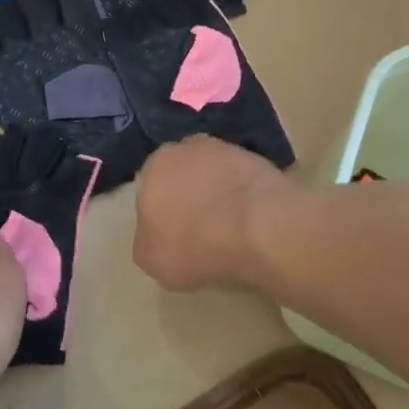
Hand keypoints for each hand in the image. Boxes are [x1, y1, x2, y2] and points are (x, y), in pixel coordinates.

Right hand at [133, 137, 295, 291]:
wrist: (261, 229)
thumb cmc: (195, 244)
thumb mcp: (151, 260)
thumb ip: (146, 241)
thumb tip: (154, 235)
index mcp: (154, 166)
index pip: (151, 189)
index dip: (162, 213)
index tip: (175, 235)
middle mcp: (187, 148)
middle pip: (183, 175)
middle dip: (189, 196)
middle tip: (202, 229)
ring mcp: (228, 150)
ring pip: (215, 174)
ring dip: (219, 193)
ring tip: (231, 227)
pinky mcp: (262, 159)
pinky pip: (244, 181)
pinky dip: (246, 196)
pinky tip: (252, 221)